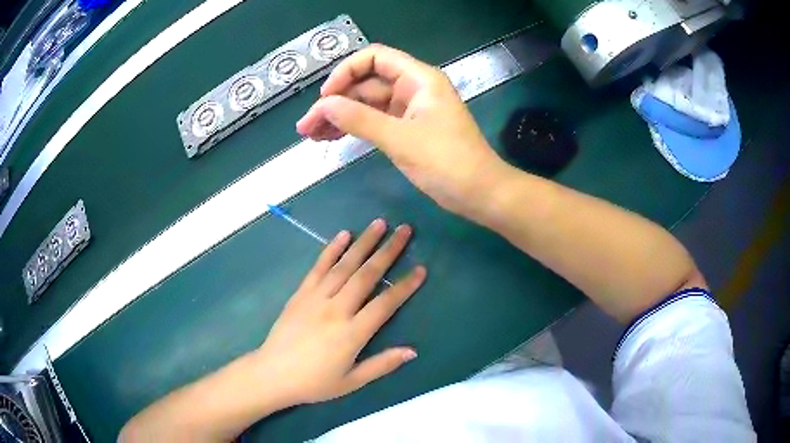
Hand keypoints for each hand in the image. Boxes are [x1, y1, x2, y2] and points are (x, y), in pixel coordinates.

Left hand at [252, 219, 425, 404]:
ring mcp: (316, 298)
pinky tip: (344, 235)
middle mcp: (336, 309)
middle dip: (388, 251)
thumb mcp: (351, 382)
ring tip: (380, 223)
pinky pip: (318, 267)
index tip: (421, 269)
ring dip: (363, 243)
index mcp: (352, 333)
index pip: (385, 304)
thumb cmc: (314, 382)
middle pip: (367, 275)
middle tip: (404, 230)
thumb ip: (382, 364)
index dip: (405, 286)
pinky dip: (331, 249)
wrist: (272, 374)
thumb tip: (412, 350)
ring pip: (344, 265)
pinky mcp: (300, 294)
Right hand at [296, 44, 511, 219]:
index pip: (374, 58)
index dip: (345, 72)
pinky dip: (355, 128)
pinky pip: (375, 121)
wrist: (480, 194)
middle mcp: (413, 88)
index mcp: (418, 79)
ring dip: (340, 116)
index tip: (325, 98)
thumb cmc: (447, 163)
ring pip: (367, 104)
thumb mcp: (400, 139)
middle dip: (335, 101)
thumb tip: (323, 106)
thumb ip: (360, 119)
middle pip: (366, 83)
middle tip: (306, 127)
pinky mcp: (408, 129)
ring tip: (312, 136)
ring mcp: (410, 109)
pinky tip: (333, 138)